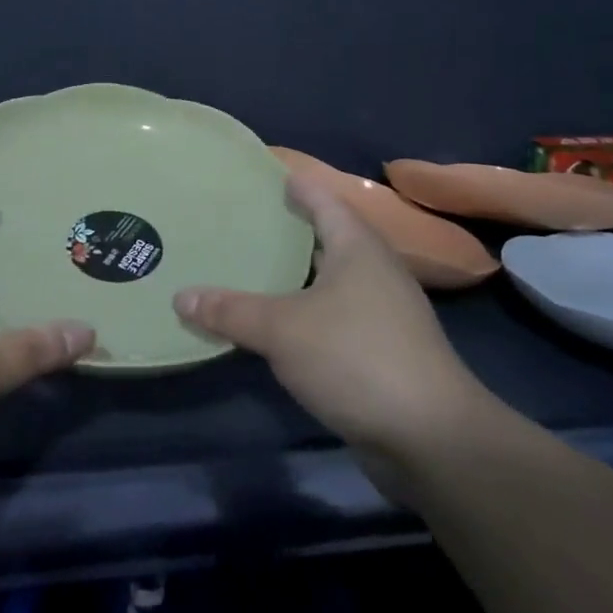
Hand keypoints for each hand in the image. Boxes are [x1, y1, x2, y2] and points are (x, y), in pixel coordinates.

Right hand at [174, 173, 485, 460]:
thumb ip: (231, 311)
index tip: (268, 173)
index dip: (297, 184)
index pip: (324, 200)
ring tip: (253, 267)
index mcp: (358, 248)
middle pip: (329, 237)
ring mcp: (385, 313)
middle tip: (244, 221)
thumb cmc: (356, 358)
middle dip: (291, 229)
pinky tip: (278, 321)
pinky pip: (335, 315)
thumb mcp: (282, 330)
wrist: (432, 438)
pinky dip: (306, 311)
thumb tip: (180, 296)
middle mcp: (376, 271)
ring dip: (298, 274)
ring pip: (332, 280)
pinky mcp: (383, 351)